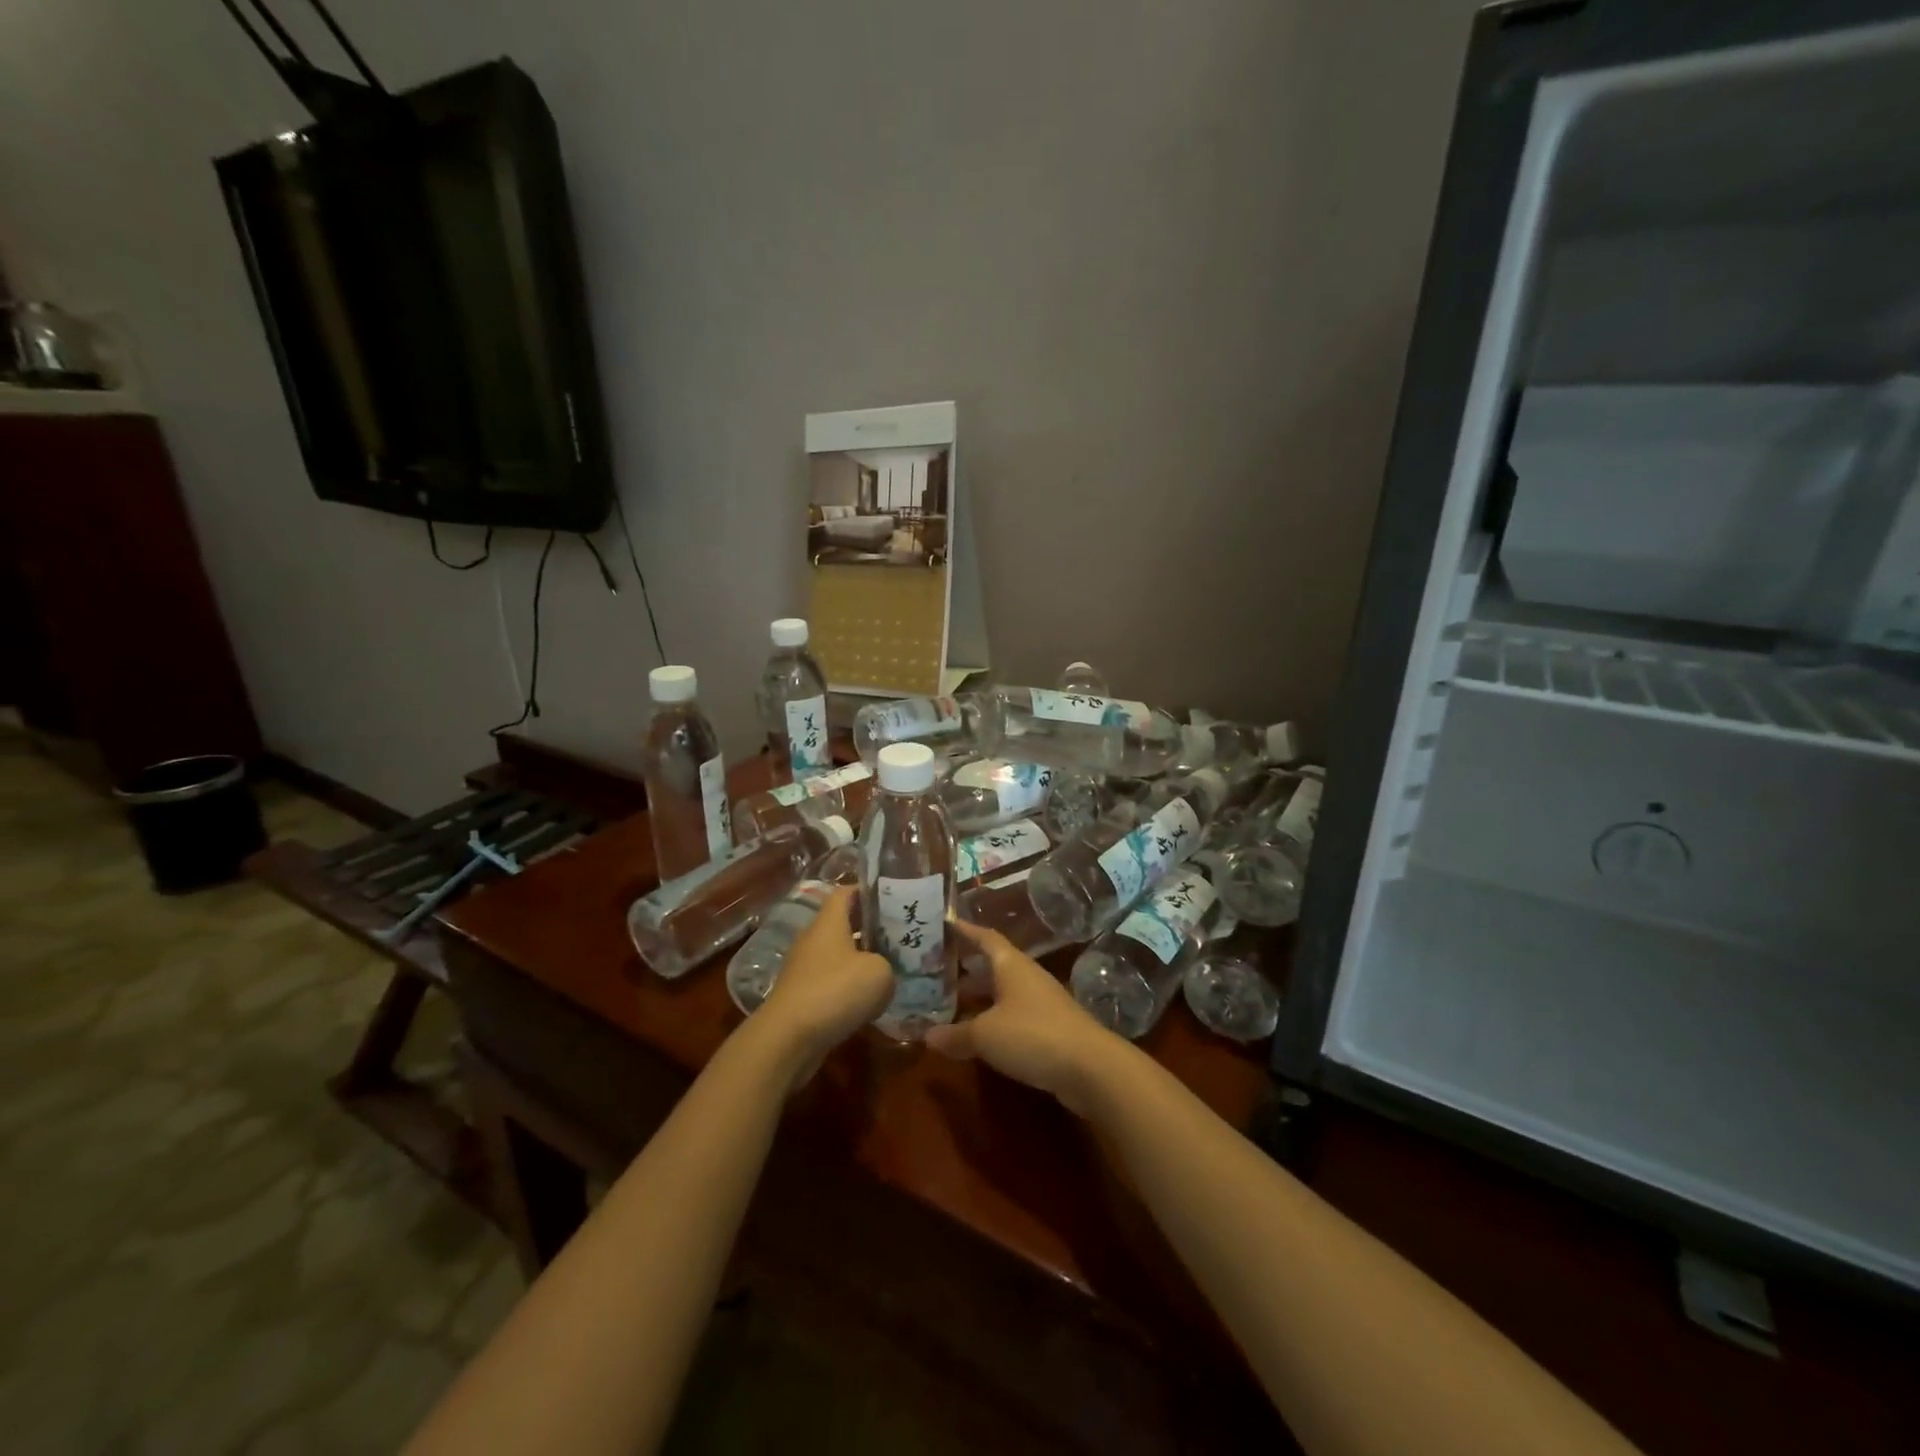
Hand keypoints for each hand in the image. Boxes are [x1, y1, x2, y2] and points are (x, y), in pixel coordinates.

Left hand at [754, 886, 891, 1075]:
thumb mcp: (879, 973)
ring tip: (890, 971)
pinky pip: (830, 982)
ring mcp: (803, 968)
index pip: (846, 892)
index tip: (893, 899)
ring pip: (838, 955)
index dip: (869, 891)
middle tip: (900, 938)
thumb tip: (882, 972)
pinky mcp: (800, 995)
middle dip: (870, 929)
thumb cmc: (835, 992)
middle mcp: (813, 939)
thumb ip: (888, 964)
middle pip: (843, 923)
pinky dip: (848, 988)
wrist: (787, 1039)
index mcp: (829, 922)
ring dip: (860, 961)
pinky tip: (868, 1003)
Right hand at [927, 921, 1125, 1117]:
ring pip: (1002, 992)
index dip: (964, 930)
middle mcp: (1026, 977)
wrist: (1090, 1068)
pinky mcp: (1050, 1029)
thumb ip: (955, 1034)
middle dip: (965, 968)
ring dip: (978, 997)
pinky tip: (977, 1036)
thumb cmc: (1032, 1035)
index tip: (944, 925)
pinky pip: (1013, 1016)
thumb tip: (926, 1035)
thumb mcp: (985, 1035)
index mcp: (1011, 964)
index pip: (985, 937)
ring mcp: (1041, 1002)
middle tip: (934, 972)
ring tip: (948, 1006)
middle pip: (992, 965)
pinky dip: (993, 1021)